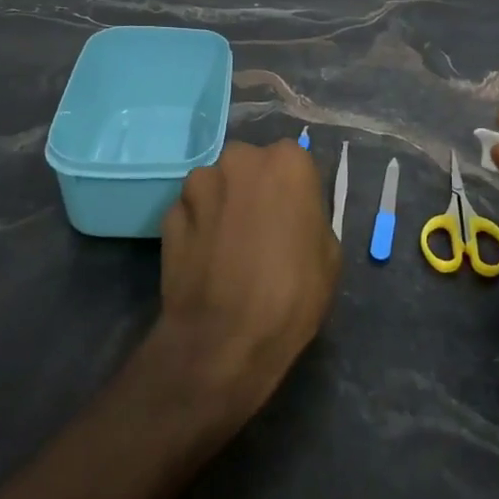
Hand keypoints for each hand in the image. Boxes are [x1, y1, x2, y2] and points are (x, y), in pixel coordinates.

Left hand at [154, 139, 341, 421]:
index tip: (294, 219)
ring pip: (215, 186)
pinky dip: (198, 228)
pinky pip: (191, 213)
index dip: (294, 193)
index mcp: (287, 162)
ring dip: (222, 205)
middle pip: (249, 166)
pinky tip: (206, 261)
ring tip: (228, 248)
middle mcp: (239, 159)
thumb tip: (293, 216)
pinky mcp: (168, 214)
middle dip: (253, 189)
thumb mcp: (329, 254)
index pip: (294, 163)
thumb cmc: (293, 294)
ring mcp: (198, 185)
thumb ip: (309, 217)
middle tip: (261, 229)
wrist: (225, 339)